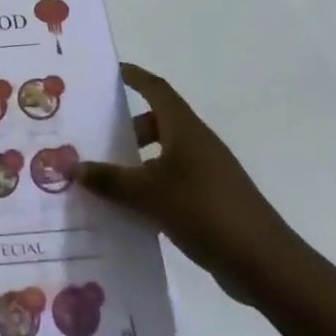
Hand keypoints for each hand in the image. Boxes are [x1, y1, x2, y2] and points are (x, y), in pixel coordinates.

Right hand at [78, 63, 296, 298]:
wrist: (264, 264)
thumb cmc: (204, 212)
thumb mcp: (147, 194)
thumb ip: (109, 179)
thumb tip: (71, 166)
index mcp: (185, 129)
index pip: (156, 89)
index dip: (133, 76)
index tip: (109, 71)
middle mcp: (197, 143)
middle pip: (157, 122)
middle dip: (126, 126)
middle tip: (93, 135)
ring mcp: (207, 172)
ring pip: (163, 154)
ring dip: (135, 160)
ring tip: (103, 176)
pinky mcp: (211, 200)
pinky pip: (171, 182)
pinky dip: (149, 187)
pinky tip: (128, 210)